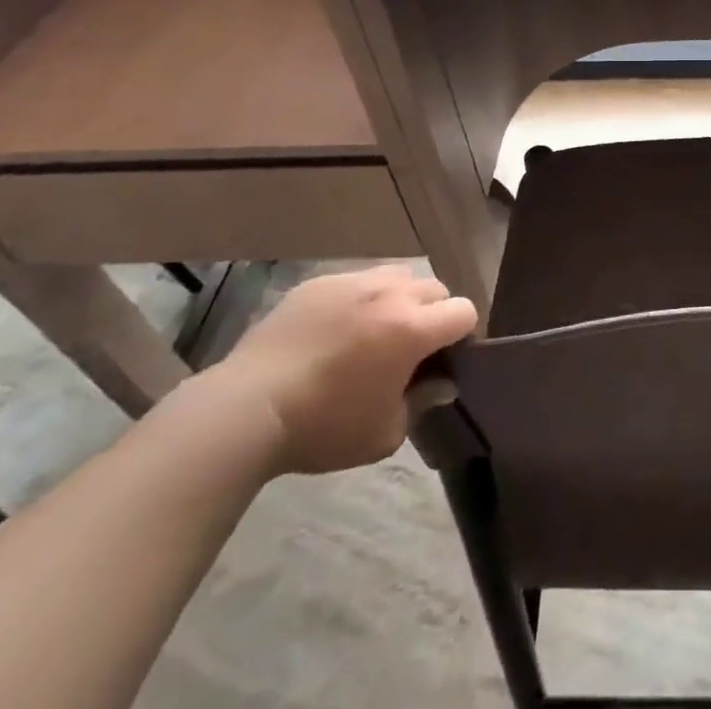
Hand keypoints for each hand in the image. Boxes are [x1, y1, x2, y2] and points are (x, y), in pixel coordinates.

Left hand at [207, 266, 477, 475]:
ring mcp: (354, 282)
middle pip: (435, 289)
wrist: (247, 408)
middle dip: (434, 314)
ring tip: (376, 331)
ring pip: (398, 277)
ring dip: (400, 299)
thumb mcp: (384, 434)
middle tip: (412, 348)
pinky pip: (357, 281)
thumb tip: (443, 383)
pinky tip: (336, 331)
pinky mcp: (321, 282)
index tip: (446, 359)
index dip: (462, 335)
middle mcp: (391, 294)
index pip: (463, 312)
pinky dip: (360, 299)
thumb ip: (422, 402)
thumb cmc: (323, 427)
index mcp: (413, 328)